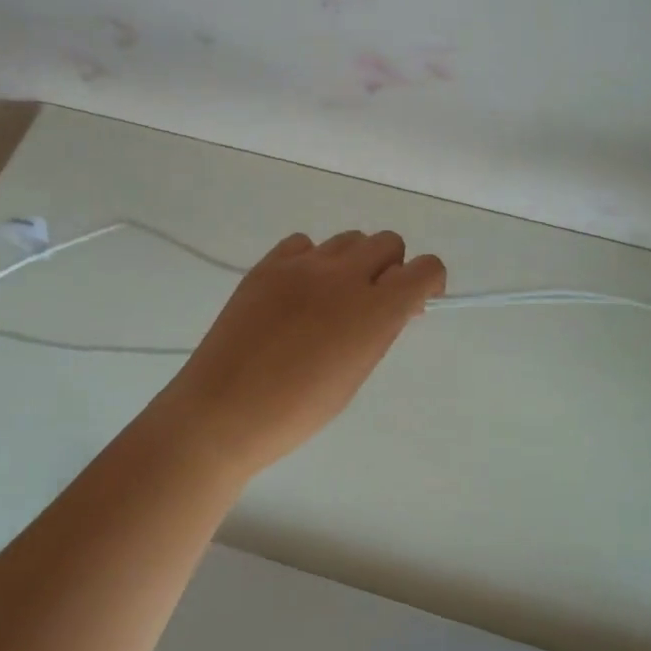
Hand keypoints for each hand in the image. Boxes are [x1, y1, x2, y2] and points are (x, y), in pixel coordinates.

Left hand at [151, 230, 445, 477]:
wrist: (222, 411)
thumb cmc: (296, 411)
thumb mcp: (354, 375)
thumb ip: (379, 331)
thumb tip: (393, 305)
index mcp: (374, 311)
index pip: (426, 268)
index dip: (428, 282)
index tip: (415, 302)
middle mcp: (343, 276)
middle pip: (388, 242)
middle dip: (391, 268)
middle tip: (372, 302)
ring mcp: (301, 266)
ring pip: (348, 239)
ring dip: (353, 262)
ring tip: (331, 299)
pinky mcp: (267, 265)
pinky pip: (304, 244)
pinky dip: (312, 261)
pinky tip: (298, 293)